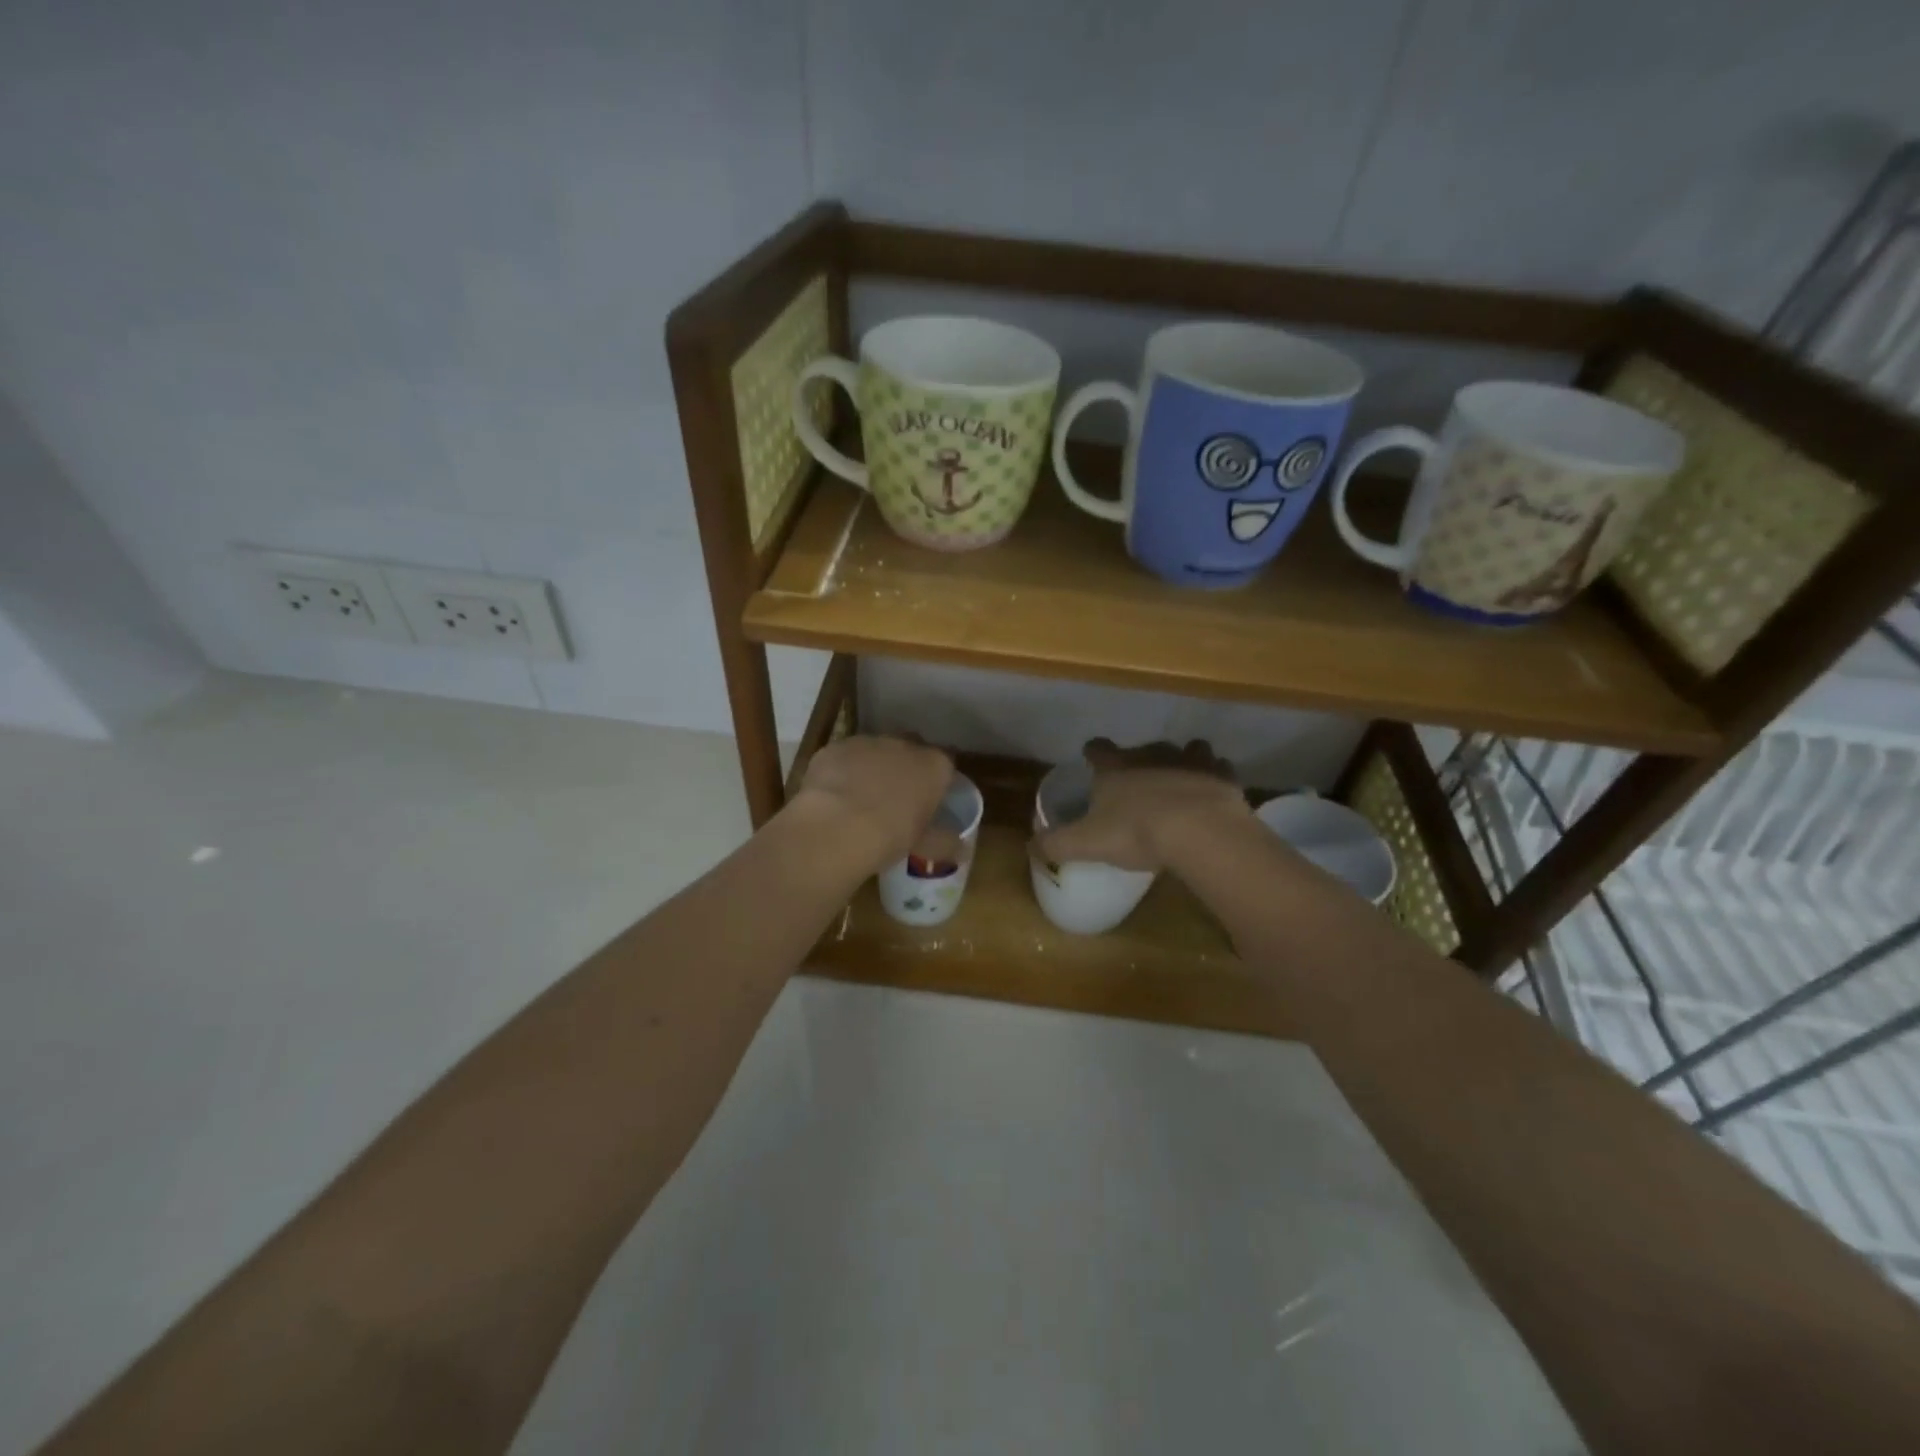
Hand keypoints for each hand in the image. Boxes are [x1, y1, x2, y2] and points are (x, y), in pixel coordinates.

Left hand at [791, 734, 958, 871]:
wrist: (836, 827)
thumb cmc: (890, 836)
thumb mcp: (923, 845)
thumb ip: (944, 842)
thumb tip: (961, 849)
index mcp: (934, 766)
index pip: (945, 765)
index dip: (936, 782)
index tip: (928, 801)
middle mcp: (903, 745)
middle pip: (910, 751)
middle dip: (905, 769)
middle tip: (895, 798)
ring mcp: (867, 742)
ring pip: (874, 751)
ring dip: (872, 768)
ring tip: (860, 799)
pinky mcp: (834, 748)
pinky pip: (843, 758)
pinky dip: (842, 771)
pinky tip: (833, 796)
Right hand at [1032, 738, 1250, 871]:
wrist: (1200, 831)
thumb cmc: (1136, 832)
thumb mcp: (1086, 843)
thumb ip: (1055, 843)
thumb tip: (1030, 845)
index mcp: (1115, 768)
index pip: (1098, 749)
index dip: (1093, 753)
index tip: (1092, 759)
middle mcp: (1150, 755)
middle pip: (1142, 749)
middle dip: (1140, 761)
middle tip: (1138, 784)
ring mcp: (1189, 760)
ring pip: (1185, 749)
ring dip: (1182, 761)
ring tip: (1180, 782)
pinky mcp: (1221, 774)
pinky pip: (1218, 767)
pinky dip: (1214, 776)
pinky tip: (1212, 792)